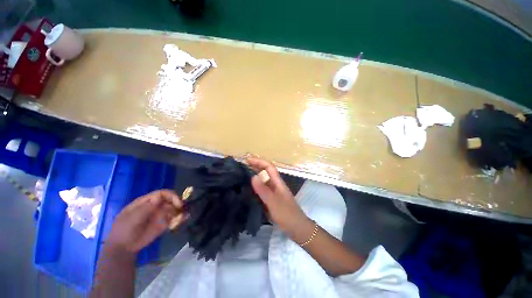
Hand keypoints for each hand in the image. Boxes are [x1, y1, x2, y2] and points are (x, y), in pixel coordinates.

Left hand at [106, 189, 186, 253]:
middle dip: (178, 203)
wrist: (123, 248)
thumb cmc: (124, 230)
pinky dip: (180, 218)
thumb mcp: (132, 219)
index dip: (172, 196)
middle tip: (182, 209)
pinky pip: (174, 218)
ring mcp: (160, 214)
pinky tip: (184, 219)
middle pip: (170, 200)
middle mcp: (156, 205)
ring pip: (174, 209)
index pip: (162, 193)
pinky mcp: (163, 223)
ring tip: (183, 217)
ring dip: (181, 211)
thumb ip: (146, 208)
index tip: (178, 204)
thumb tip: (159, 197)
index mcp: (147, 201)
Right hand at [248, 158, 312, 239]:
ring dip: (256, 176)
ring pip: (264, 180)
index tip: (247, 161)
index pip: (269, 167)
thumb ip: (263, 190)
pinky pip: (263, 189)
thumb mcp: (273, 202)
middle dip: (256, 167)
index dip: (259, 162)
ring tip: (243, 176)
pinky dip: (256, 186)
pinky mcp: (273, 199)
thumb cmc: (286, 214)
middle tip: (243, 167)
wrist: (297, 228)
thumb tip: (253, 176)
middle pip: (266, 172)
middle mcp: (276, 185)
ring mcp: (275, 192)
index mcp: (278, 182)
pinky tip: (249, 190)